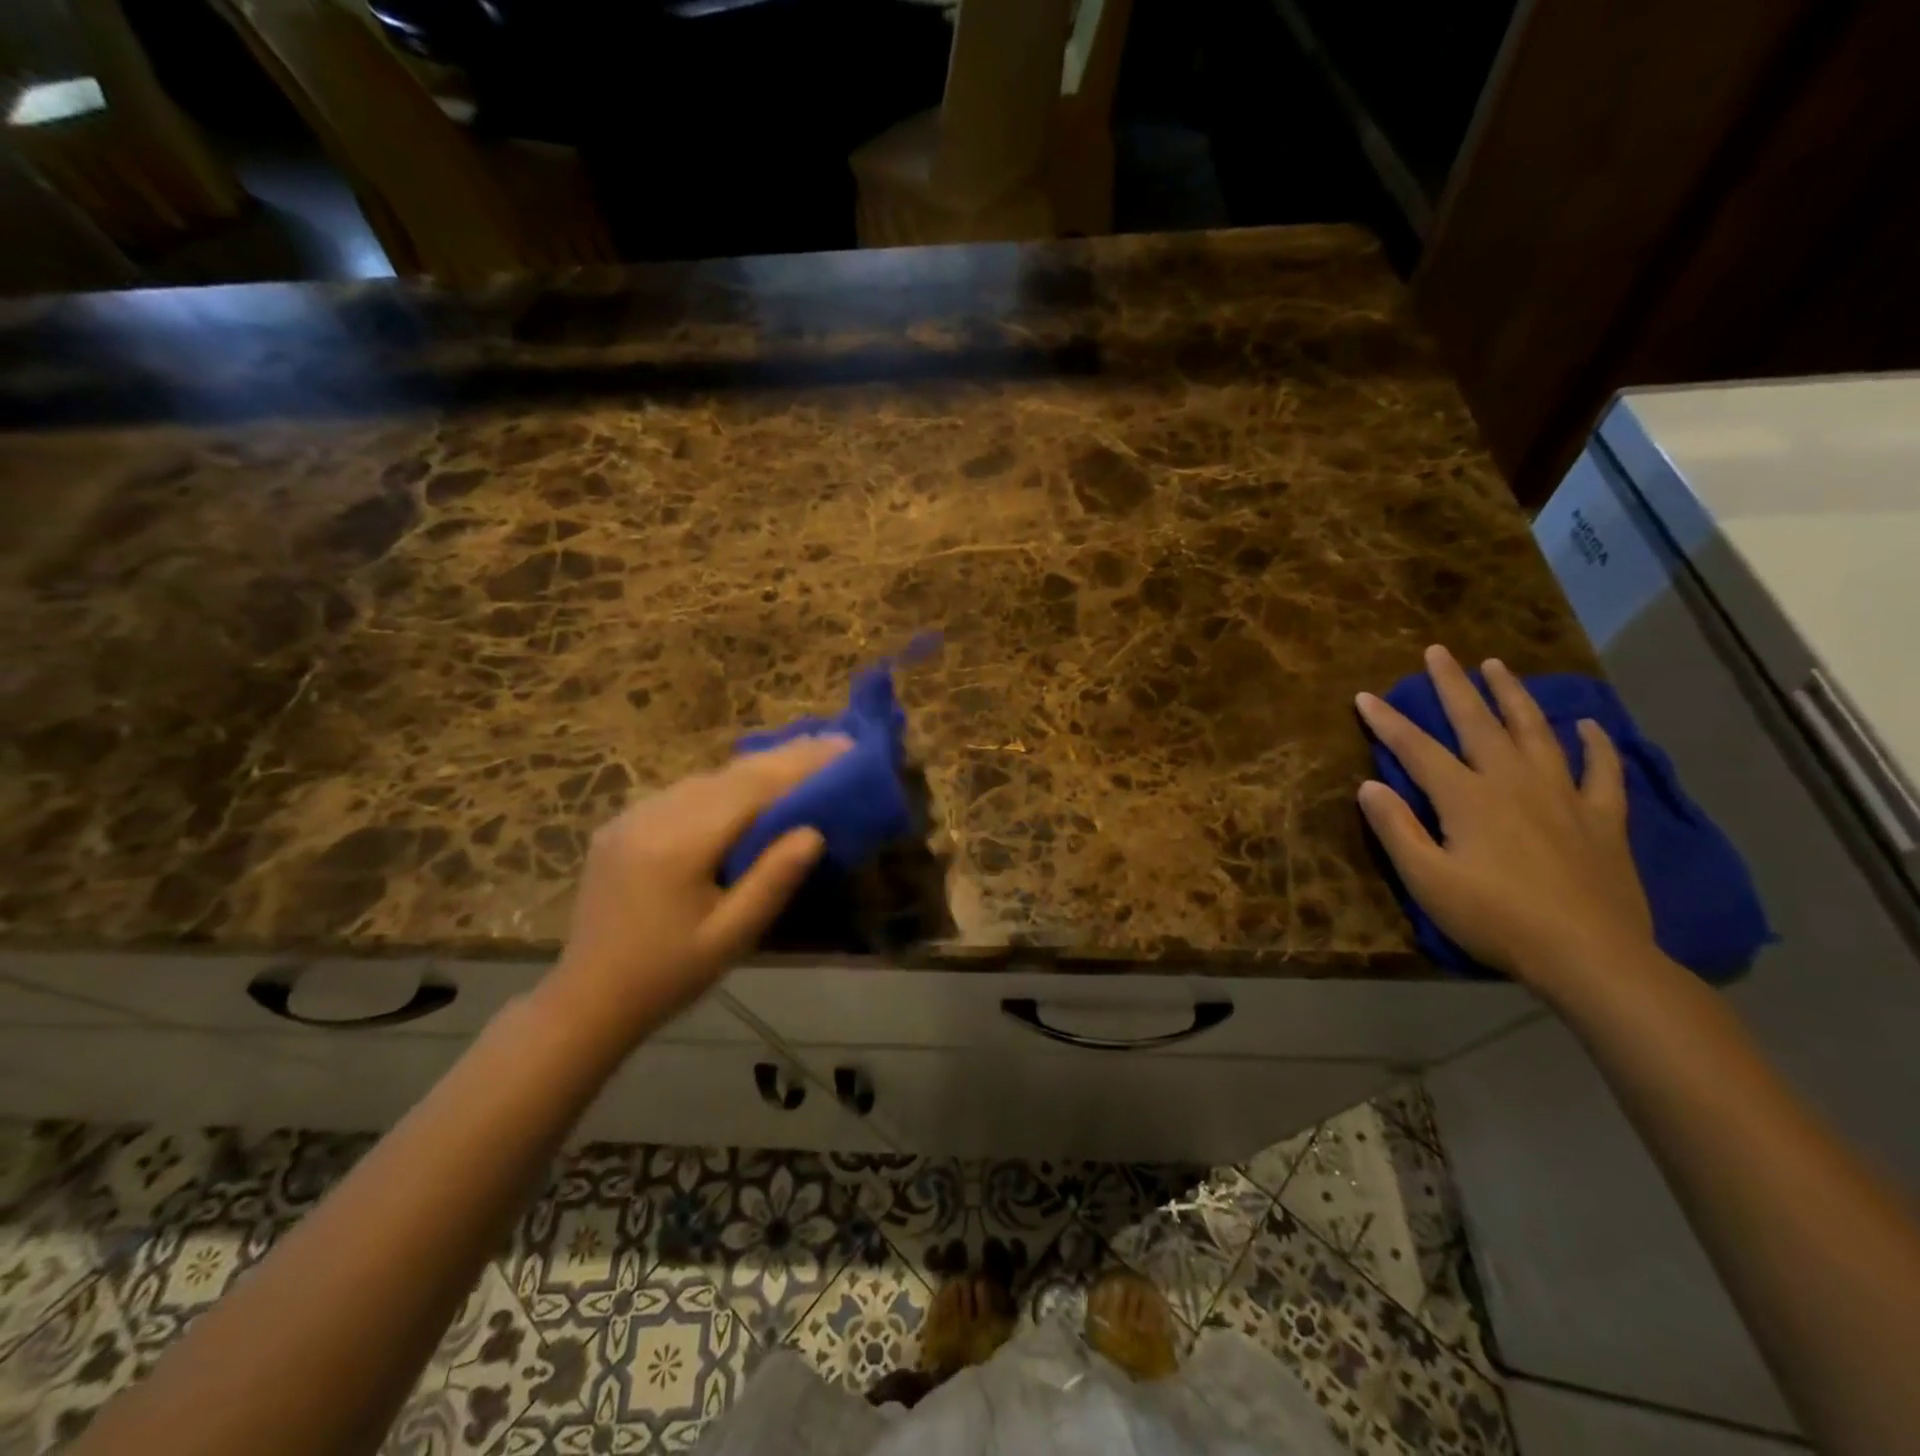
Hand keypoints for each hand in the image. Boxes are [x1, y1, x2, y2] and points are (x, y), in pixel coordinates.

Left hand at [542, 736, 851, 1045]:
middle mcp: (654, 815)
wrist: (586, 1000)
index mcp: (680, 844)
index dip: (800, 765)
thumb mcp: (731, 937)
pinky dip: (724, 785)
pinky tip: (747, 790)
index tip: (843, 747)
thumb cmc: (667, 976)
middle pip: (731, 774)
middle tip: (834, 743)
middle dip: (785, 757)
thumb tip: (814, 831)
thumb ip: (773, 881)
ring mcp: (633, 816)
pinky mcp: (623, 824)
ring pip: (707, 778)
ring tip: (800, 761)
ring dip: (756, 768)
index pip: (753, 788)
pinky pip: (684, 793)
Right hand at [1355, 645, 1655, 987]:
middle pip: (1478, 723)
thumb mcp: (1428, 881)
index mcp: (1467, 798)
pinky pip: (1601, 769)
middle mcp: (1513, 782)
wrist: (1590, 955)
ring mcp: (1563, 795)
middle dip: (1453, 685)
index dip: (1387, 721)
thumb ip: (1396, 829)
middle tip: (1439, 651)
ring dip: (1513, 696)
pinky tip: (1586, 725)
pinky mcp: (1602, 817)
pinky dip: (1594, 744)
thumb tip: (1369, 785)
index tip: (1365, 696)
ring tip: (1498, 666)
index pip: (1416, 749)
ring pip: (1536, 731)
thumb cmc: (1496, 919)